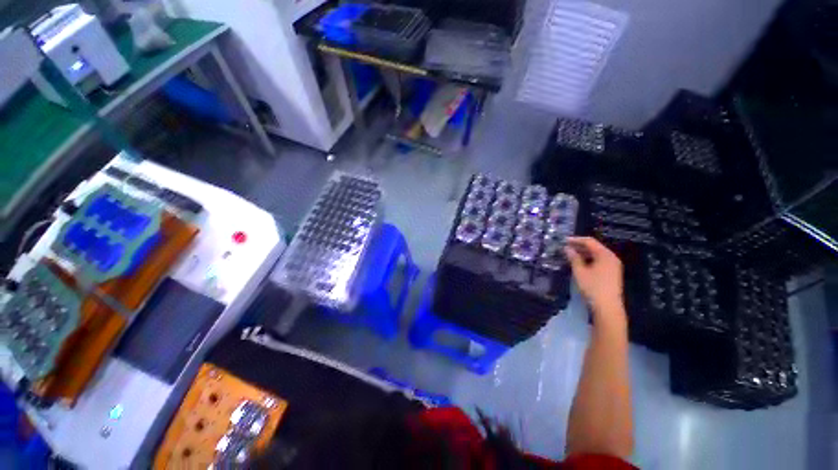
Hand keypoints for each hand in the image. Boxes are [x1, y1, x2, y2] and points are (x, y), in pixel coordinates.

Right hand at [564, 237, 625, 323]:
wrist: (607, 307)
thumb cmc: (593, 287)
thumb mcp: (580, 271)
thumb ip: (573, 258)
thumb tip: (567, 248)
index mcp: (605, 255)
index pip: (590, 241)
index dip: (576, 239)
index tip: (563, 240)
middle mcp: (611, 258)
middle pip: (594, 247)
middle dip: (579, 246)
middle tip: (565, 247)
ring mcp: (613, 266)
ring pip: (597, 254)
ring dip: (583, 253)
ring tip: (570, 255)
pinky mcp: (612, 273)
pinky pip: (599, 261)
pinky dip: (589, 259)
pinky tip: (580, 263)